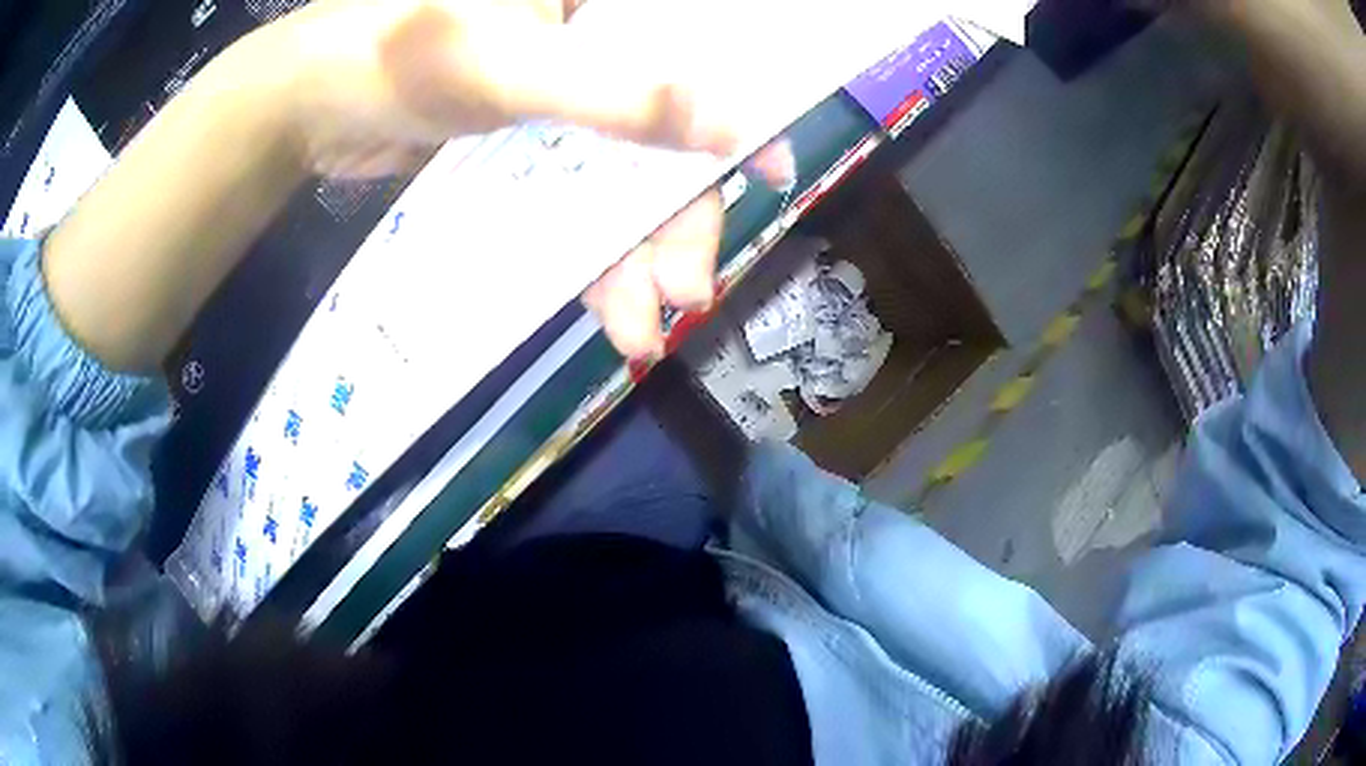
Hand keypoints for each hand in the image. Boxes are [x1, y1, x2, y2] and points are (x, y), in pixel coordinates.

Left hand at [256, 0, 790, 358]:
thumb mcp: (506, 70)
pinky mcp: (523, 138)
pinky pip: (573, 194)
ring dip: (630, 253)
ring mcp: (556, 93)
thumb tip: (734, 127)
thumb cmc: (396, 55)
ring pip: (619, 172)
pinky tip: (604, 307)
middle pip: (662, 128)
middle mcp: (589, 40)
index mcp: (597, 4)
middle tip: (687, 290)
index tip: (770, 172)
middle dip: (673, 216)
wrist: (308, 104)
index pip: (695, 48)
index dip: (741, 110)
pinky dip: (585, 250)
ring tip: (641, 330)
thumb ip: (616, 96)